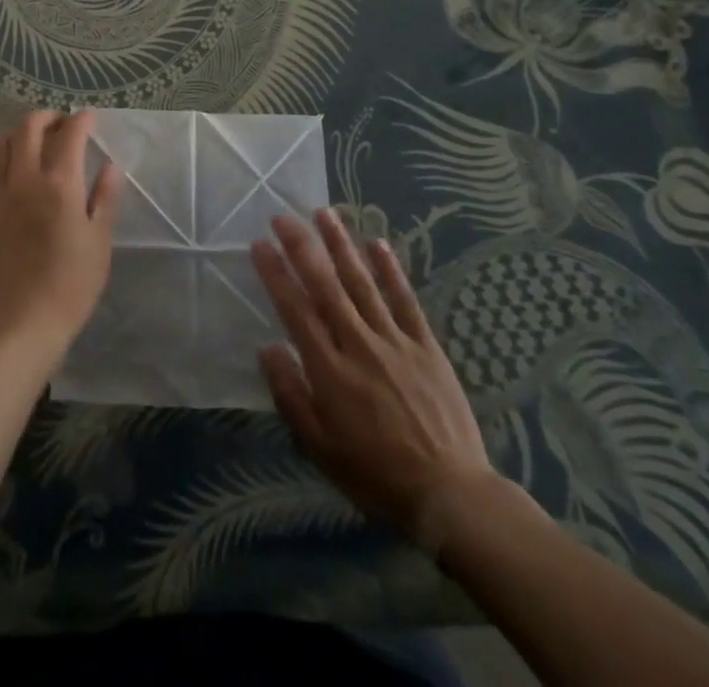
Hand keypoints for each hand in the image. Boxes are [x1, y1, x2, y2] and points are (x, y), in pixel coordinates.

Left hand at [0, 111, 120, 356]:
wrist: (22, 325)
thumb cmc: (71, 285)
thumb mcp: (99, 241)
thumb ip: (105, 198)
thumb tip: (111, 166)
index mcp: (60, 184)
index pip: (71, 134)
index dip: (82, 120)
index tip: (90, 118)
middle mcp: (24, 179)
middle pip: (28, 128)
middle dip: (47, 117)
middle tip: (60, 124)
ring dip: (16, 135)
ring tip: (28, 143)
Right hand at [253, 210, 503, 555]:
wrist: (449, 494)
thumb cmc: (375, 475)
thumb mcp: (320, 448)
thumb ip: (291, 395)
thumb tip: (268, 348)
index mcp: (330, 369)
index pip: (295, 309)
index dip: (276, 274)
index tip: (259, 244)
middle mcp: (358, 344)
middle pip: (326, 285)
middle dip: (302, 247)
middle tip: (283, 216)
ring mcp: (395, 341)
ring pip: (362, 282)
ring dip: (341, 245)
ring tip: (325, 213)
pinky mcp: (425, 345)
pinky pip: (405, 300)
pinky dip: (391, 270)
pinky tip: (378, 243)